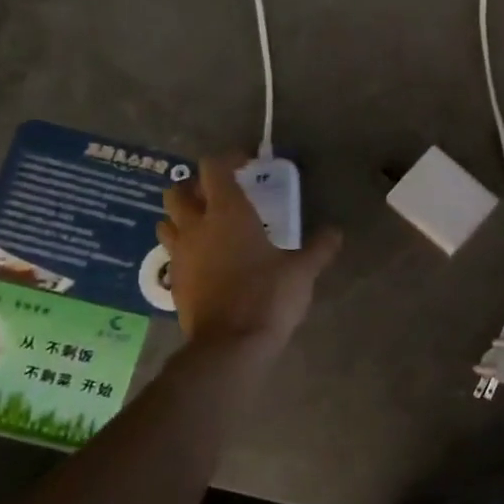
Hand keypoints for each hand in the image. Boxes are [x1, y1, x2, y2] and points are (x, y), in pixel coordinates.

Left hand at [158, 157, 341, 349]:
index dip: (228, 159)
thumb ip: (319, 248)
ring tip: (206, 225)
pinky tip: (206, 261)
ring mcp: (180, 255)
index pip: (214, 168)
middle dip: (196, 187)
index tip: (246, 163)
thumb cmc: (268, 296)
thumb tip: (336, 233)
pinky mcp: (175, 282)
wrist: (230, 345)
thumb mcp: (302, 271)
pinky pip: (172, 254)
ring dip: (182, 217)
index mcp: (228, 213)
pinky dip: (185, 249)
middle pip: (178, 191)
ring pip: (167, 221)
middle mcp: (197, 227)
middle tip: (219, 195)